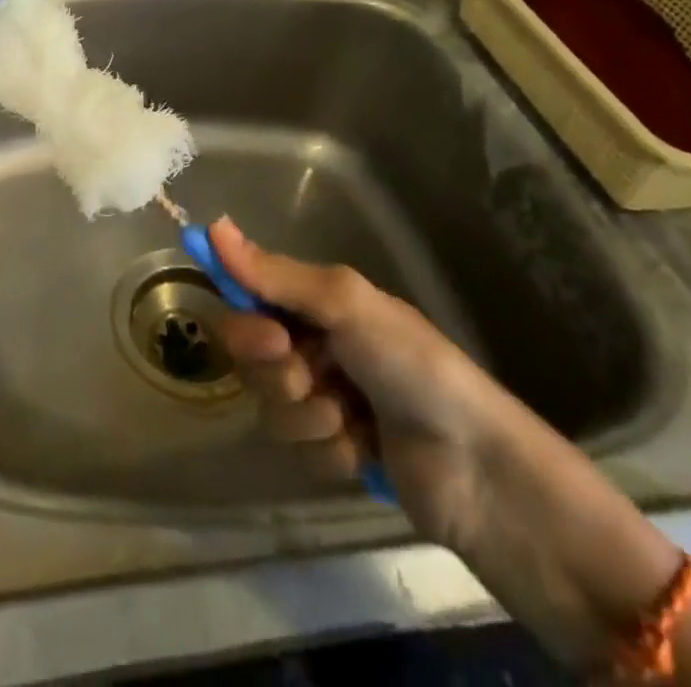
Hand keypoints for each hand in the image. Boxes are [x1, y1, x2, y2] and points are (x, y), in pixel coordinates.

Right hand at [211, 217, 499, 547]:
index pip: (249, 301)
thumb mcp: (344, 304)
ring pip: (274, 408)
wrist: (478, 466)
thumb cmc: (411, 363)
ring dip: (311, 416)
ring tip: (354, 419)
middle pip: (254, 360)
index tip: (269, 337)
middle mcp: (315, 345)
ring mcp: (326, 400)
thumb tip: (212, 225)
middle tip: (317, 376)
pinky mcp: (337, 451)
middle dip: (282, 374)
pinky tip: (366, 449)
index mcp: (317, 304)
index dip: (247, 321)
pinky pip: (300, 450)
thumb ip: (275, 274)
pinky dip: (332, 451)